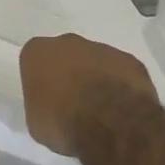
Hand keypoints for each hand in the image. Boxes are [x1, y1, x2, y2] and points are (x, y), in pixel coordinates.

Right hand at [19, 33, 158, 157]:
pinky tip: (121, 108)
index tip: (46, 100)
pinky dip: (120, 86)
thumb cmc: (62, 121)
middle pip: (65, 55)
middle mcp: (68, 42)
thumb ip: (41, 105)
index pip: (34, 61)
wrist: (109, 122)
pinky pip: (120, 72)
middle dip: (69, 74)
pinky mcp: (130, 60)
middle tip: (73, 103)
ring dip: (96, 79)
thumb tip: (51, 108)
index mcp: (38, 52)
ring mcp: (102, 48)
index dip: (41, 82)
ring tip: (100, 110)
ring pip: (95, 62)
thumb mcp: (36, 122)